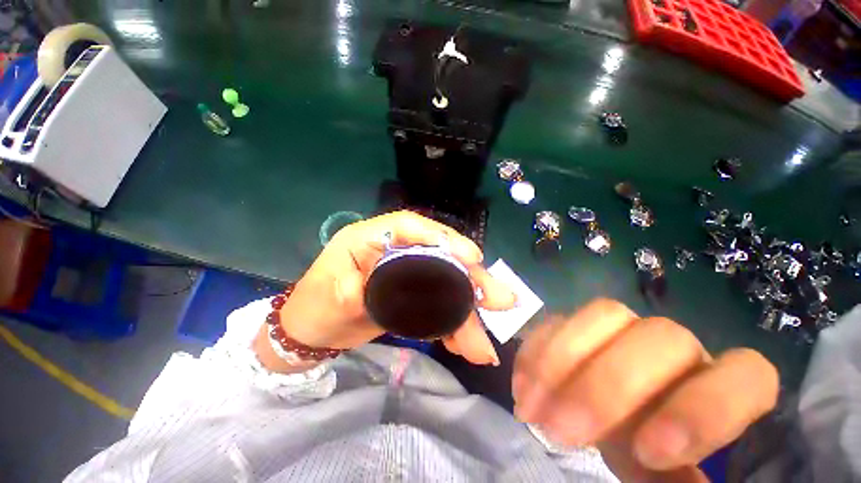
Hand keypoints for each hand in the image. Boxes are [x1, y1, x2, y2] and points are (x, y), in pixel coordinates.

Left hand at [278, 211, 515, 363]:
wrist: (311, 332)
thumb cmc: (314, 306)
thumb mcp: (332, 296)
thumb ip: (363, 290)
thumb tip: (404, 295)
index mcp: (370, 238)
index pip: (409, 227)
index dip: (442, 238)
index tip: (471, 257)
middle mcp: (394, 251)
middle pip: (438, 257)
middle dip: (469, 279)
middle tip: (499, 298)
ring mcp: (406, 275)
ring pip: (444, 286)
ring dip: (466, 312)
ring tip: (483, 342)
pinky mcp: (412, 296)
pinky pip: (438, 307)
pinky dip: (453, 326)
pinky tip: (466, 346)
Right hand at [513, 299, 778, 481]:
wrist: (603, 415)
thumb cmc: (646, 453)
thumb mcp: (663, 478)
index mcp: (717, 385)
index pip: (745, 374)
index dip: (702, 410)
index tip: (648, 453)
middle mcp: (674, 347)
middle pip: (660, 337)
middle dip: (606, 386)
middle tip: (562, 431)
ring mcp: (620, 327)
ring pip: (602, 314)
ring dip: (560, 361)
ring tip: (532, 408)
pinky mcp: (576, 323)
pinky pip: (555, 321)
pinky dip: (534, 353)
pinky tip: (521, 387)